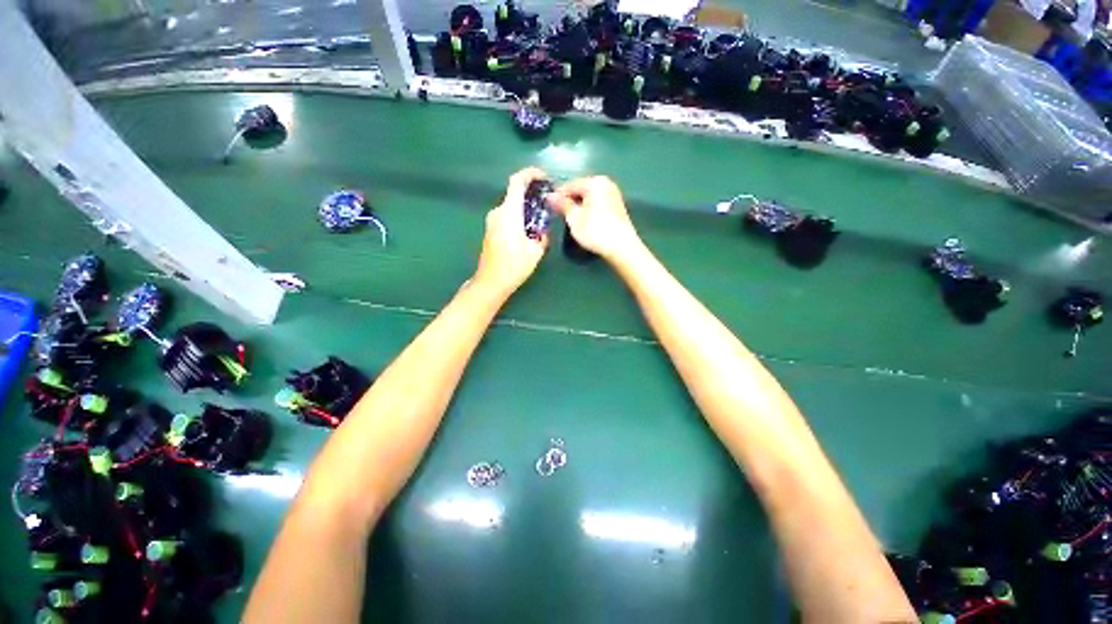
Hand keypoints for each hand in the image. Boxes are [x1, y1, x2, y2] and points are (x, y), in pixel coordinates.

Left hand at [472, 167, 549, 295]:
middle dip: (531, 194)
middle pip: (515, 193)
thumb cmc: (514, 266)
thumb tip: (543, 230)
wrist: (491, 282)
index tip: (544, 177)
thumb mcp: (536, 251)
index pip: (517, 182)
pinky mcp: (491, 229)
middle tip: (547, 202)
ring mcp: (492, 221)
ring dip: (526, 207)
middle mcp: (498, 212)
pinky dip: (519, 216)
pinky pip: (507, 215)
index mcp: (509, 213)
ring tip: (540, 218)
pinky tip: (528, 229)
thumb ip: (542, 235)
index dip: (530, 174)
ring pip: (511, 205)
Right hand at [548, 176, 642, 263]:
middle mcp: (606, 183)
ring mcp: (613, 193)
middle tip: (559, 214)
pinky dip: (589, 209)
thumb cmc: (596, 231)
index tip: (549, 207)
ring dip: (579, 205)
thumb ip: (562, 205)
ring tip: (571, 219)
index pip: (570, 185)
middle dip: (569, 200)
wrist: (622, 247)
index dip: (558, 196)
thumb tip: (550, 196)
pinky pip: (597, 202)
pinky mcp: (617, 205)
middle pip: (580, 189)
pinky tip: (585, 221)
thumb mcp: (574, 218)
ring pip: (589, 196)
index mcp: (595, 182)